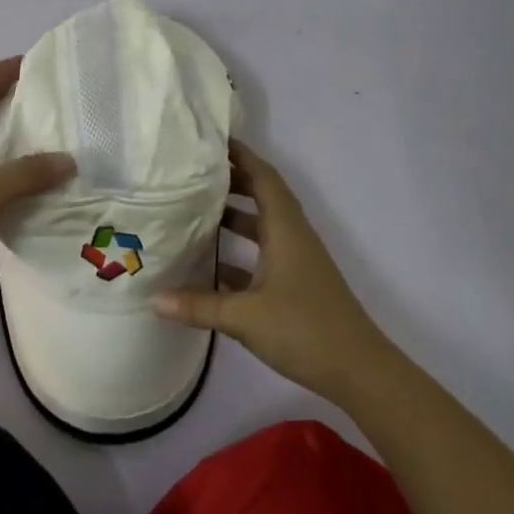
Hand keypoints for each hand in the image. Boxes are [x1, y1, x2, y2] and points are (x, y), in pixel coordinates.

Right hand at [152, 140, 387, 404]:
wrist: (360, 372)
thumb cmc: (305, 330)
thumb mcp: (244, 318)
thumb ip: (197, 306)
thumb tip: (152, 298)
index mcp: (285, 230)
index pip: (263, 177)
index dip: (241, 155)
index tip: (211, 141)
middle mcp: (292, 237)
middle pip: (263, 195)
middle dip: (232, 180)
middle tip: (193, 173)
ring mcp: (296, 261)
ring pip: (263, 225)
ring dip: (234, 214)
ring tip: (195, 210)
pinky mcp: (296, 284)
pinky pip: (263, 253)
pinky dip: (239, 251)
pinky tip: (210, 264)